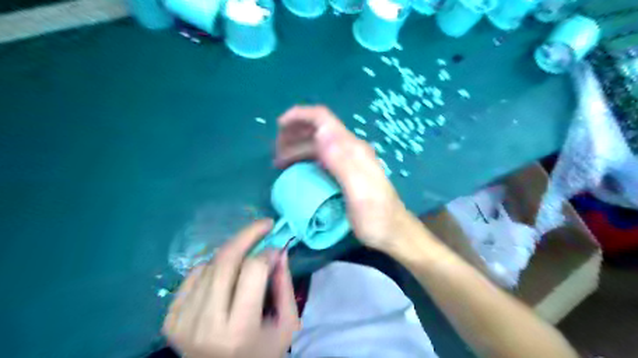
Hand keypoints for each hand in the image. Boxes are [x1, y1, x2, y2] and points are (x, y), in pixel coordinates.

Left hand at [160, 220, 299, 355]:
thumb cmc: (261, 353)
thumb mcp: (286, 324)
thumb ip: (284, 285)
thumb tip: (279, 249)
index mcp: (239, 330)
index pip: (253, 270)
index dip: (268, 253)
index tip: (277, 248)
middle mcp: (205, 324)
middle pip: (226, 260)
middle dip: (247, 234)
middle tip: (264, 224)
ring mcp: (183, 321)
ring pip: (211, 264)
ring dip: (233, 253)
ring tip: (247, 257)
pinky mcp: (170, 319)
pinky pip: (195, 274)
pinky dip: (213, 267)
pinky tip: (225, 276)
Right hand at [274, 105, 414, 251]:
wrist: (393, 232)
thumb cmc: (375, 217)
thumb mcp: (358, 193)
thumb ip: (342, 163)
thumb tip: (321, 132)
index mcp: (353, 149)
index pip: (324, 119)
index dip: (300, 116)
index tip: (279, 126)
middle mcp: (351, 149)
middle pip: (318, 129)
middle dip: (294, 133)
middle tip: (276, 151)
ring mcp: (350, 159)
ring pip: (319, 143)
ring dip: (297, 146)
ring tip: (279, 161)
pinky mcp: (347, 170)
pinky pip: (322, 157)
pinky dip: (305, 158)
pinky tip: (297, 168)